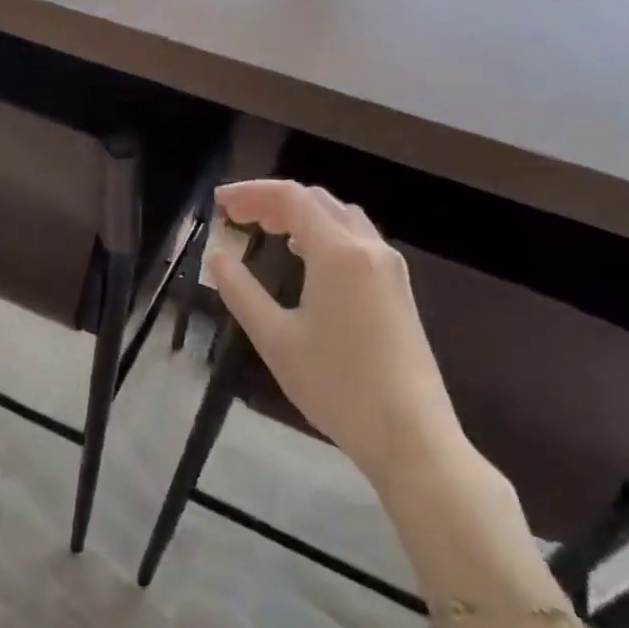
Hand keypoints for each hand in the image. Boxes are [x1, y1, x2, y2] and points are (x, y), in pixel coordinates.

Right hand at [210, 180, 466, 489]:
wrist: (411, 436)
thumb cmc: (337, 385)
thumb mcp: (276, 339)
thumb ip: (241, 291)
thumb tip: (217, 257)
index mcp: (338, 253)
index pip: (290, 197)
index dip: (250, 192)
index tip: (218, 203)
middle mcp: (369, 248)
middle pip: (317, 201)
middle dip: (272, 200)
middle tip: (235, 215)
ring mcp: (390, 268)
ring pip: (340, 217)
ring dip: (300, 214)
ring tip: (264, 229)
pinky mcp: (398, 290)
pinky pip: (356, 239)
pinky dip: (323, 232)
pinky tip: (304, 257)